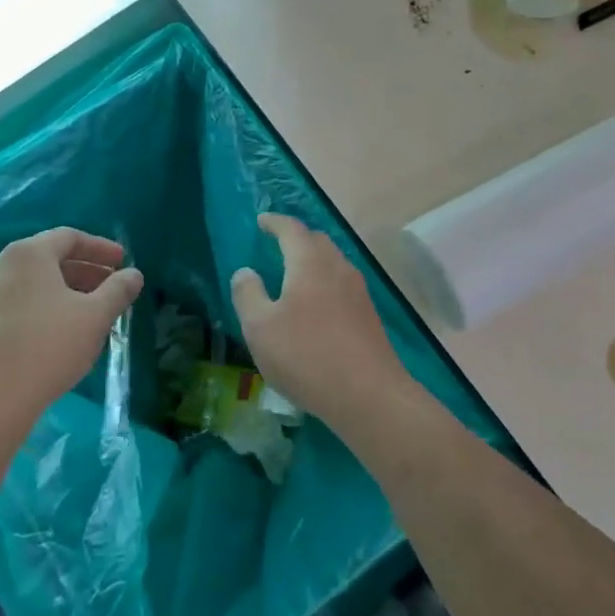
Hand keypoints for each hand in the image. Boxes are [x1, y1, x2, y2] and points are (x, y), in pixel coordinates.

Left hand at [0, 228, 143, 432]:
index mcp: (27, 254)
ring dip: (64, 292)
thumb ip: (118, 290)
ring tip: (88, 312)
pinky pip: (15, 304)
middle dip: (84, 271)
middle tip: (111, 288)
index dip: (100, 248)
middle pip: (49, 259)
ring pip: (31, 284)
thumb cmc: (49, 346)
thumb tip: (134, 275)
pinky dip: (41, 308)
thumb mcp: (95, 316)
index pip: (69, 237)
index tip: (123, 261)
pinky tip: (58, 333)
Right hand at [231, 214, 418, 432]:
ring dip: (314, 260)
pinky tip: (317, 305)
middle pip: (317, 241)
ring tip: (296, 273)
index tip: (262, 221)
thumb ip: (248, 295)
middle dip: (297, 238)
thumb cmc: (306, 356)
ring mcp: (359, 291)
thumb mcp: (260, 328)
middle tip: (278, 244)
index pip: (292, 229)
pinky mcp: (369, 315)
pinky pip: (343, 285)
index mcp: (310, 263)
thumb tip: (245, 272)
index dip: (275, 222)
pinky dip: (326, 282)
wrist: (368, 394)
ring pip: (333, 263)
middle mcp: (338, 268)